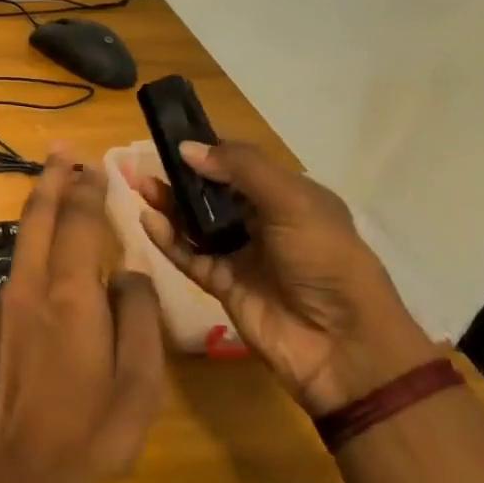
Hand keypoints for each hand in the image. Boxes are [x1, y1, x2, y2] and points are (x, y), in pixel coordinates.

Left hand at [0, 154, 167, 482]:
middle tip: (62, 149)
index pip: (81, 224)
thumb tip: (131, 275)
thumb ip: (138, 319)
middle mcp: (31, 285)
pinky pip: (20, 266)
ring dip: (41, 206)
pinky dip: (36, 242)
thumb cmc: (86, 433)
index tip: (97, 166)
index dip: (90, 191)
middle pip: (39, 217)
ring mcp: (6, 300)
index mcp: (71, 296)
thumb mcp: (139, 386)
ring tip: (57, 184)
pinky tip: (50, 249)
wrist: (9, 470)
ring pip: (24, 238)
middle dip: (53, 178)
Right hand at [135, 140, 434, 416]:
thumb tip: (186, 148)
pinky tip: (148, 221)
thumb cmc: (325, 260)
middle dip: (181, 177)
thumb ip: (241, 169)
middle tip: (145, 162)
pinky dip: (168, 239)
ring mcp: (241, 254)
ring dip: (169, 204)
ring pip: (195, 223)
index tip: (172, 136)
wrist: (342, 346)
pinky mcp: (222, 284)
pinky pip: (189, 255)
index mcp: (289, 196)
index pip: (241, 164)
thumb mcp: (292, 202)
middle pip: (212, 193)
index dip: (209, 150)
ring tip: (140, 186)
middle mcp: (263, 221)